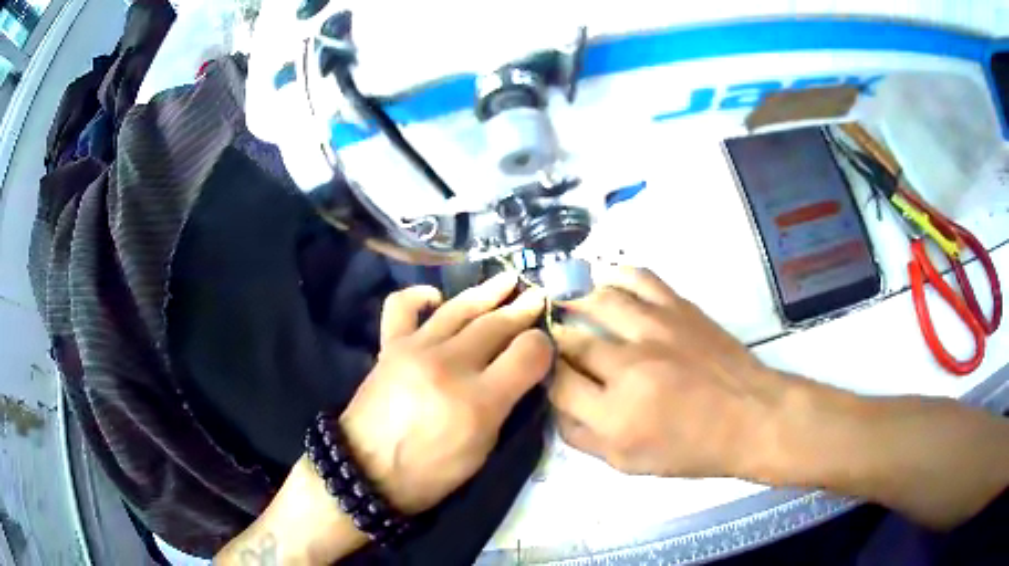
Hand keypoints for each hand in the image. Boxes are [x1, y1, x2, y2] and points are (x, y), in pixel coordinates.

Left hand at [216, 273, 550, 564]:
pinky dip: (419, 295)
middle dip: (523, 309)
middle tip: (539, 296)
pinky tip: (437, 296)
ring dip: (488, 291)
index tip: (545, 345)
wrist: (367, 471)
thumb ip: (505, 406)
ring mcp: (416, 349)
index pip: (528, 353)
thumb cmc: (431, 473)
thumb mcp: (482, 450)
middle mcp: (450, 366)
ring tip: (509, 279)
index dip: (543, 345)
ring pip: (459, 308)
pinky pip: (401, 306)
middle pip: (496, 325)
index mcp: (479, 401)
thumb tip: (520, 372)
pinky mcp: (390, 345)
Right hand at [549, 267, 786, 477]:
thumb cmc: (692, 448)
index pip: (557, 384)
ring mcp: (655, 330)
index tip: (544, 372)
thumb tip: (556, 406)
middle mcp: (629, 366)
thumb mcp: (628, 463)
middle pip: (572, 341)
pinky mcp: (678, 308)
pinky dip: (616, 276)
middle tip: (551, 341)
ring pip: (598, 301)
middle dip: (554, 341)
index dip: (543, 375)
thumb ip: (582, 438)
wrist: (750, 416)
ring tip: (568, 305)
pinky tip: (606, 281)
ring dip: (575, 302)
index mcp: (614, 414)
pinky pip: (639, 278)